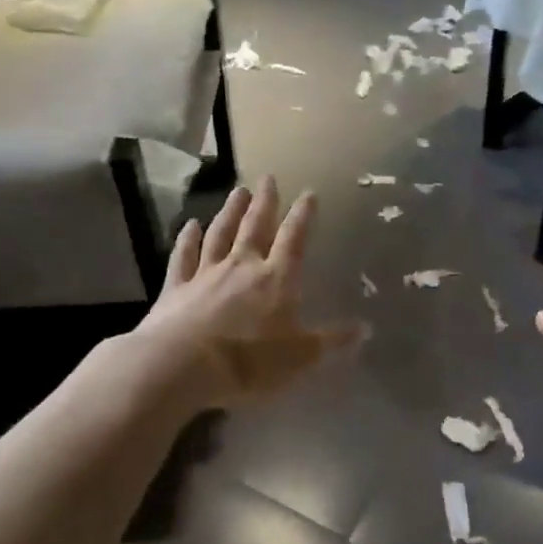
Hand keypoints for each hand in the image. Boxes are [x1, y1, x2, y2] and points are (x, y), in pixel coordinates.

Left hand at [131, 177, 365, 412]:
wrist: (182, 366)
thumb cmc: (249, 362)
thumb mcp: (300, 357)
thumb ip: (331, 341)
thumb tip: (366, 329)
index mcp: (276, 279)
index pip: (293, 239)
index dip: (303, 216)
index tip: (308, 193)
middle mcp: (242, 266)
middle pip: (255, 227)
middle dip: (265, 202)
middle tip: (268, 177)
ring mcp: (206, 273)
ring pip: (220, 233)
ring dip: (230, 211)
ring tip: (238, 191)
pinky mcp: (176, 287)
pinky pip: (183, 256)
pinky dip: (187, 239)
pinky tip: (190, 225)